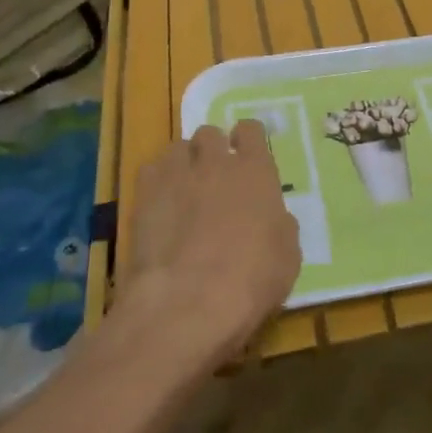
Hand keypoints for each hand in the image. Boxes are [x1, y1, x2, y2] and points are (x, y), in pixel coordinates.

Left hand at [120, 120, 301, 365]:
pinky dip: (158, 179)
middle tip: (215, 175)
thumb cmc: (251, 280)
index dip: (248, 139)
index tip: (246, 153)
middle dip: (212, 149)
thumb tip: (272, 218)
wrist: (189, 302)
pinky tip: (160, 202)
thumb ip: (280, 225)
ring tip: (184, 187)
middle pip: (210, 133)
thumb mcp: (287, 256)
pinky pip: (151, 169)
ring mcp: (177, 175)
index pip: (251, 130)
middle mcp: (216, 162)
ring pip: (178, 147)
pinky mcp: (144, 195)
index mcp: (256, 171)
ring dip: (184, 161)